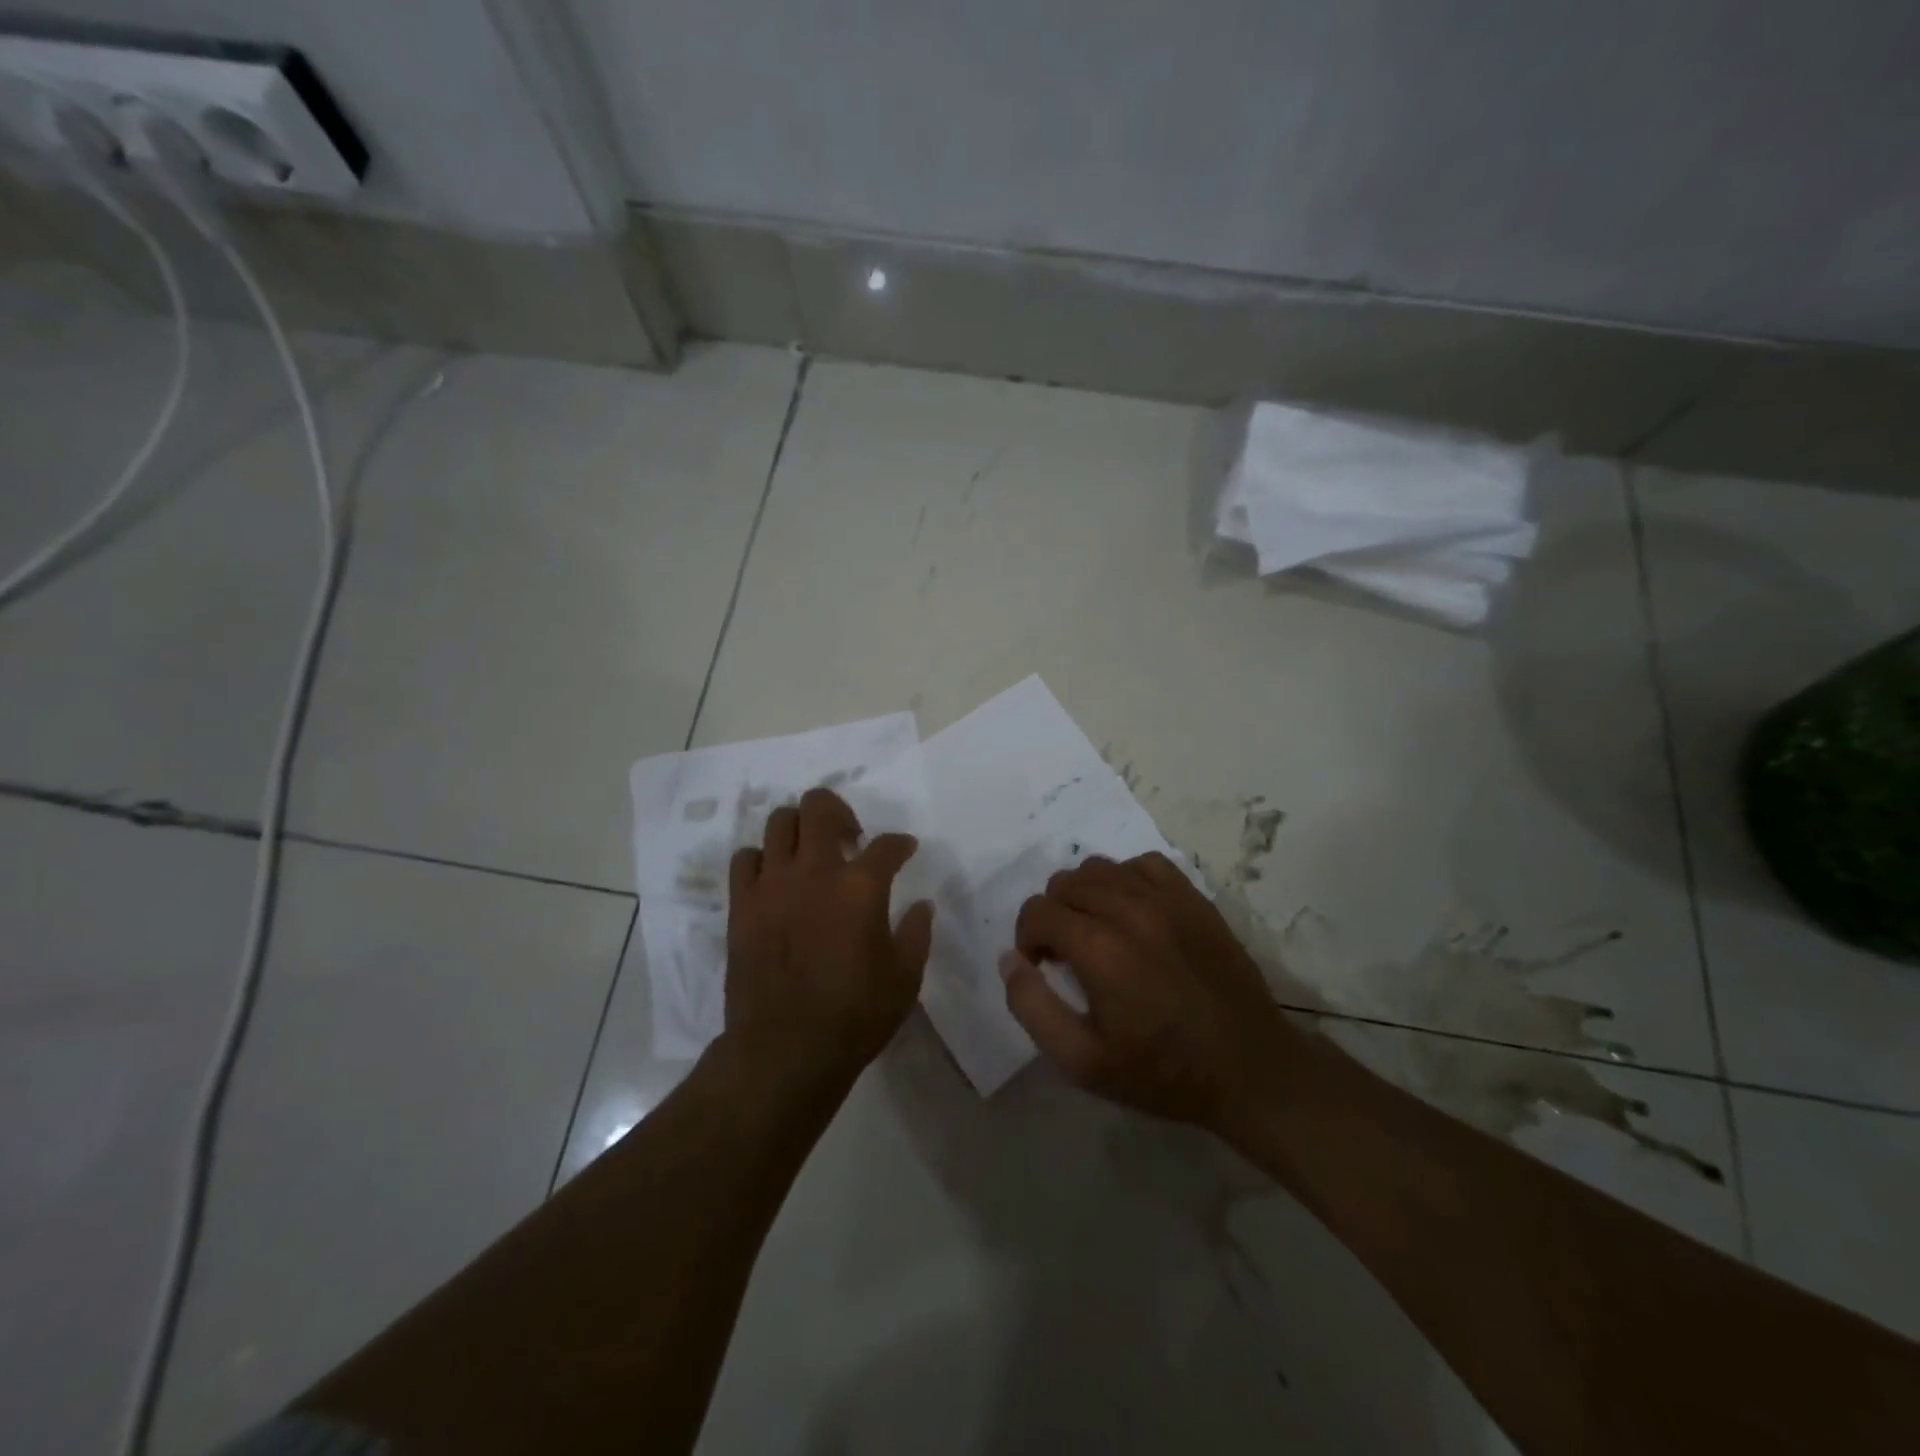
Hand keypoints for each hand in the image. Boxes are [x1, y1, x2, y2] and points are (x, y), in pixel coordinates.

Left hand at [725, 787, 934, 1087]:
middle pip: (819, 807)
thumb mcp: (904, 978)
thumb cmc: (854, 1015)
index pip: (887, 845)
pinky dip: (762, 859)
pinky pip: (745, 858)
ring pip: (779, 822)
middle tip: (850, 837)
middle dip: (840, 811)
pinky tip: (775, 879)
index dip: (900, 844)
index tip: (904, 850)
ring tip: (810, 853)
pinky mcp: (742, 905)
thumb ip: (916, 933)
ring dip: (799, 829)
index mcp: (860, 887)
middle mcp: (814, 872)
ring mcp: (772, 884)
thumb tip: (921, 905)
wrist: (785, 1049)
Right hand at [1002, 852, 1297, 1132]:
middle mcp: (1129, 909)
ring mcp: (1166, 898)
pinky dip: (1125, 880)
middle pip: (1064, 883)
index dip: (1028, 938)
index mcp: (1099, 948)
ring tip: (1098, 931)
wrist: (1249, 1068)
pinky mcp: (1194, 898)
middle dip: (1053, 915)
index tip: (1042, 967)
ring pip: (1100, 868)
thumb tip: (1011, 960)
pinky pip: (1143, 864)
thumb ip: (1033, 1008)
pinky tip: (1132, 912)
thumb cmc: (1162, 1071)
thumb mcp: (1082, 1063)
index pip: (1037, 911)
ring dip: (1085, 895)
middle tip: (1068, 954)